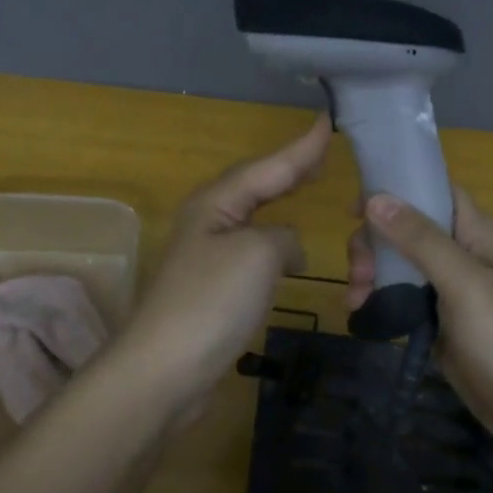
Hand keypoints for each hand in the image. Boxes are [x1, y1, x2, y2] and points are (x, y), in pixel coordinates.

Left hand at [121, 114, 332, 412]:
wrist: (164, 371)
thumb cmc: (211, 301)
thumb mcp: (258, 254)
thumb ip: (282, 237)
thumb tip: (286, 248)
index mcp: (216, 202)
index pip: (268, 167)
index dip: (302, 148)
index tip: (328, 120)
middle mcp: (208, 221)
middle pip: (256, 184)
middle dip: (289, 168)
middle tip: (323, 150)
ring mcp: (207, 256)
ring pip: (253, 216)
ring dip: (281, 200)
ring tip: (307, 185)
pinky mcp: (212, 289)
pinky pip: (252, 250)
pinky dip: (276, 241)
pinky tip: (288, 249)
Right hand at [348, 188, 492, 446]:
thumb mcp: (463, 281)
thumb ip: (420, 239)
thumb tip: (375, 198)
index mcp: (475, 232)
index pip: (434, 190)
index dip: (397, 188)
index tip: (356, 204)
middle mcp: (460, 251)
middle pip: (406, 226)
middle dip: (375, 241)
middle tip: (358, 269)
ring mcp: (447, 286)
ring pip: (398, 260)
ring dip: (370, 271)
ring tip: (354, 298)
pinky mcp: (435, 317)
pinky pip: (398, 293)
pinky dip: (377, 296)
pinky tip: (359, 310)